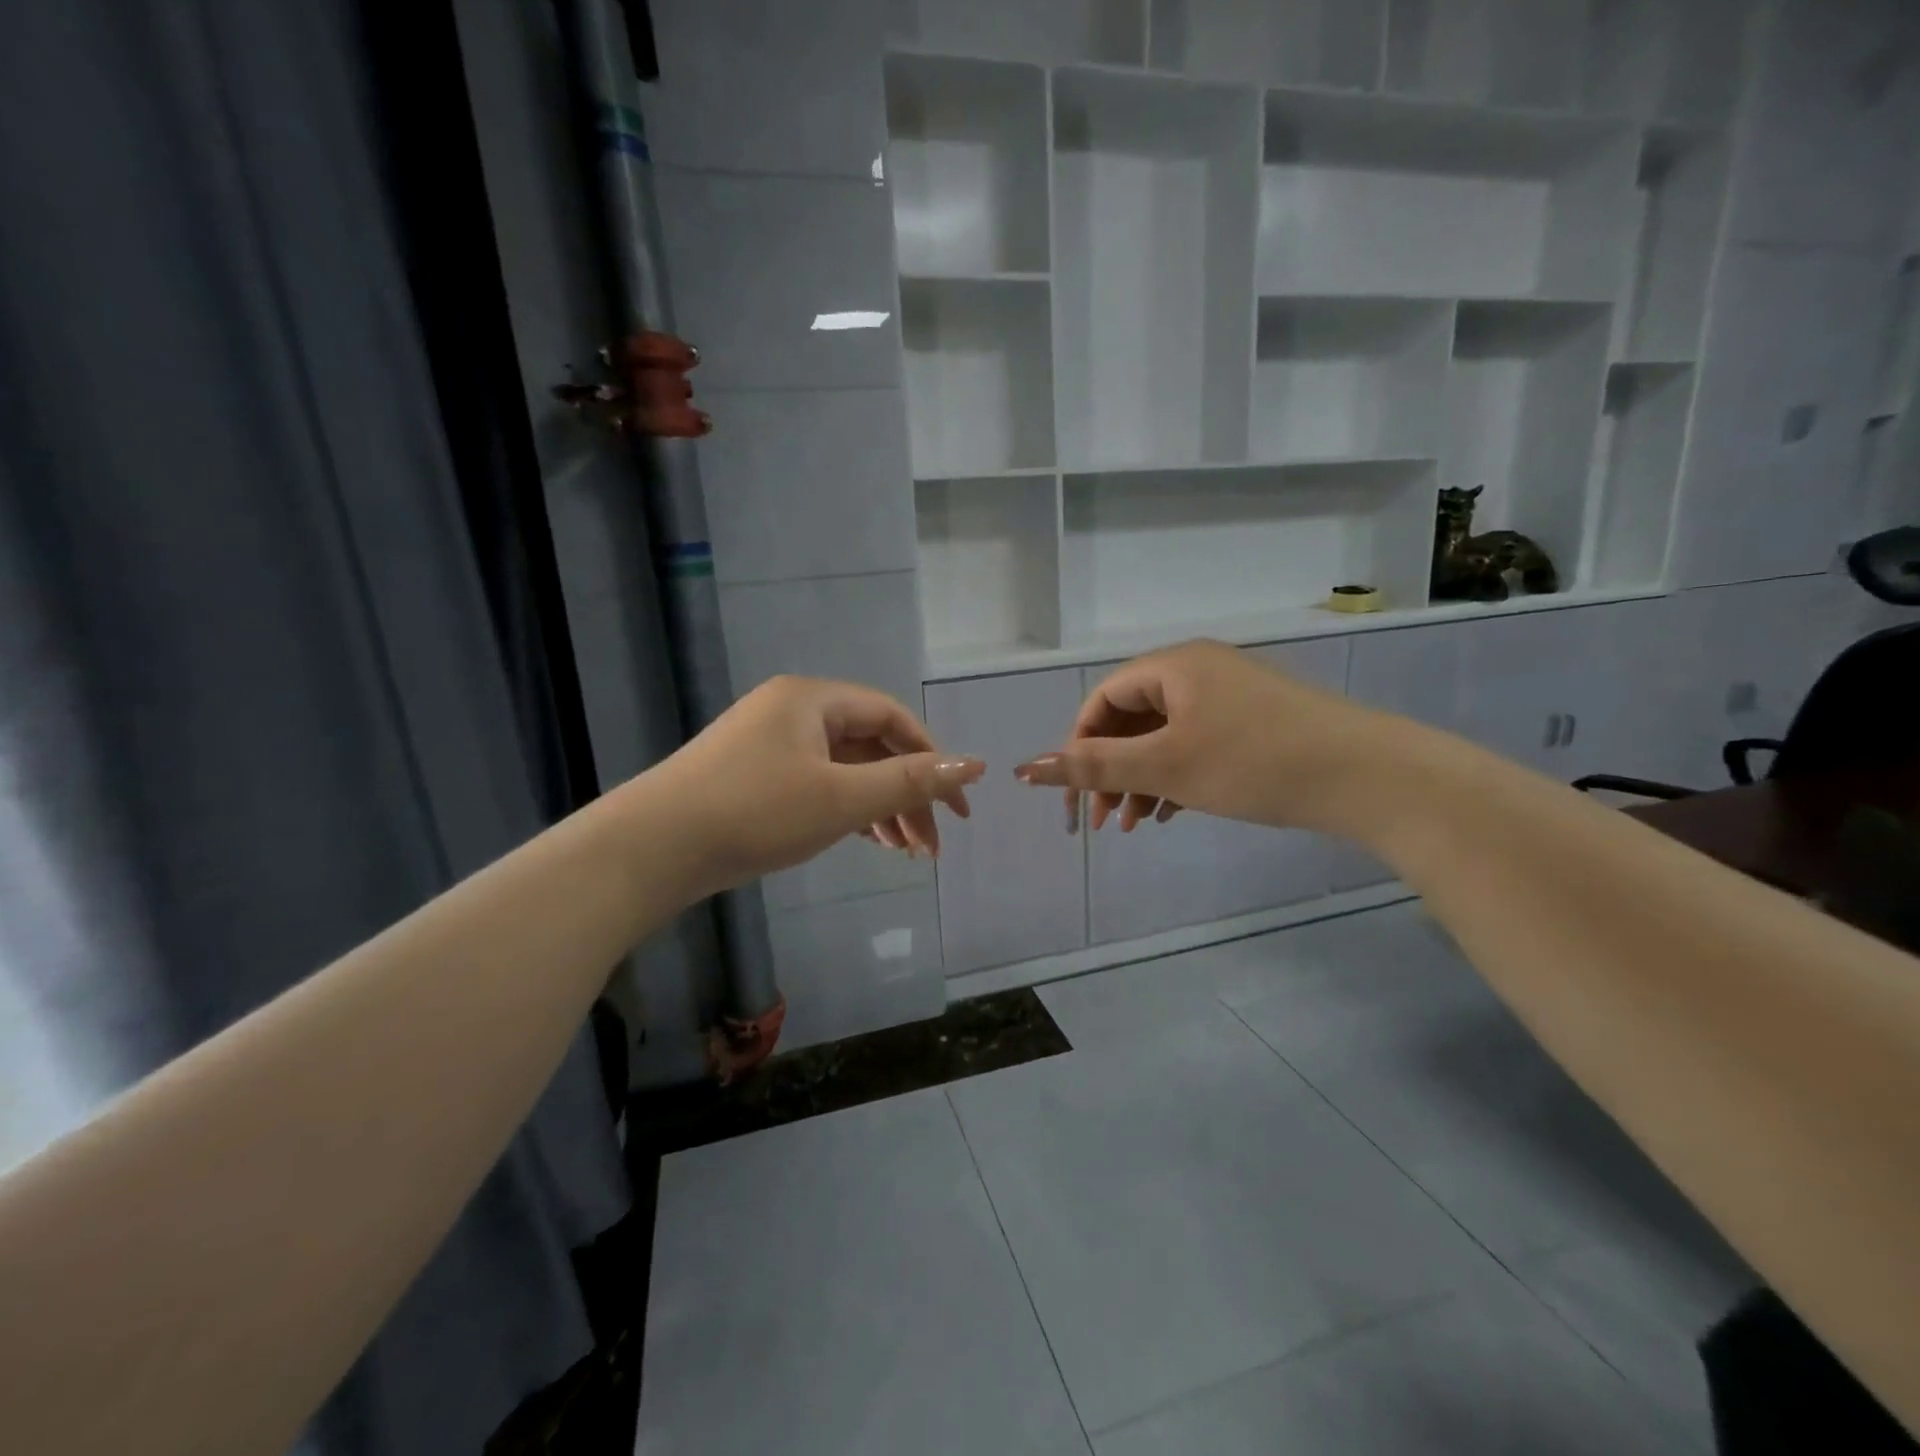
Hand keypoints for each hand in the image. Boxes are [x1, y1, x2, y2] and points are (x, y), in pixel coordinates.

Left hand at [652, 676, 983, 891]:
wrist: (651, 849)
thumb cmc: (754, 812)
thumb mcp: (841, 798)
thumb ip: (910, 782)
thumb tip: (975, 766)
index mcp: (813, 699)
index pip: (892, 718)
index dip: (932, 758)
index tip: (956, 808)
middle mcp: (792, 712)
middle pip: (870, 746)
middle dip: (906, 794)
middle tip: (931, 846)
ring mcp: (769, 744)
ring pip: (844, 769)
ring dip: (880, 807)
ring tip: (905, 853)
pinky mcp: (754, 776)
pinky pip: (817, 784)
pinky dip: (847, 810)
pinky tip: (867, 841)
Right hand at [1013, 640, 1398, 835]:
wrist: (1369, 776)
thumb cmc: (1253, 762)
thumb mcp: (1165, 766)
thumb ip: (1093, 766)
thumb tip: (1025, 767)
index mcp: (1173, 666)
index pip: (1103, 699)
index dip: (1079, 744)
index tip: (1076, 793)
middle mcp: (1198, 671)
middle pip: (1132, 718)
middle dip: (1110, 770)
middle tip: (1103, 821)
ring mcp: (1230, 696)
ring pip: (1164, 736)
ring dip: (1140, 779)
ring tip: (1134, 825)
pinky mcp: (1255, 723)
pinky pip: (1196, 745)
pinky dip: (1175, 778)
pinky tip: (1169, 813)